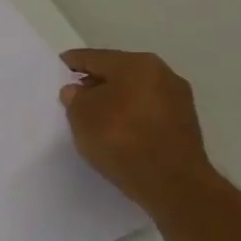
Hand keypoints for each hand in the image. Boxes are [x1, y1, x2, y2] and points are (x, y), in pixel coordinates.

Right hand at [59, 49, 219, 215]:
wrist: (172, 183)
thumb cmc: (121, 139)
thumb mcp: (80, 115)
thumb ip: (75, 97)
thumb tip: (79, 91)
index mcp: (136, 64)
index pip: (93, 57)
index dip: (71, 64)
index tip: (57, 72)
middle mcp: (162, 74)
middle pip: (117, 72)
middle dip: (95, 82)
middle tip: (73, 96)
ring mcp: (178, 99)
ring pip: (134, 92)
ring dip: (114, 100)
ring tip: (93, 117)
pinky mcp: (184, 123)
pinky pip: (147, 111)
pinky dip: (130, 116)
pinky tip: (116, 130)